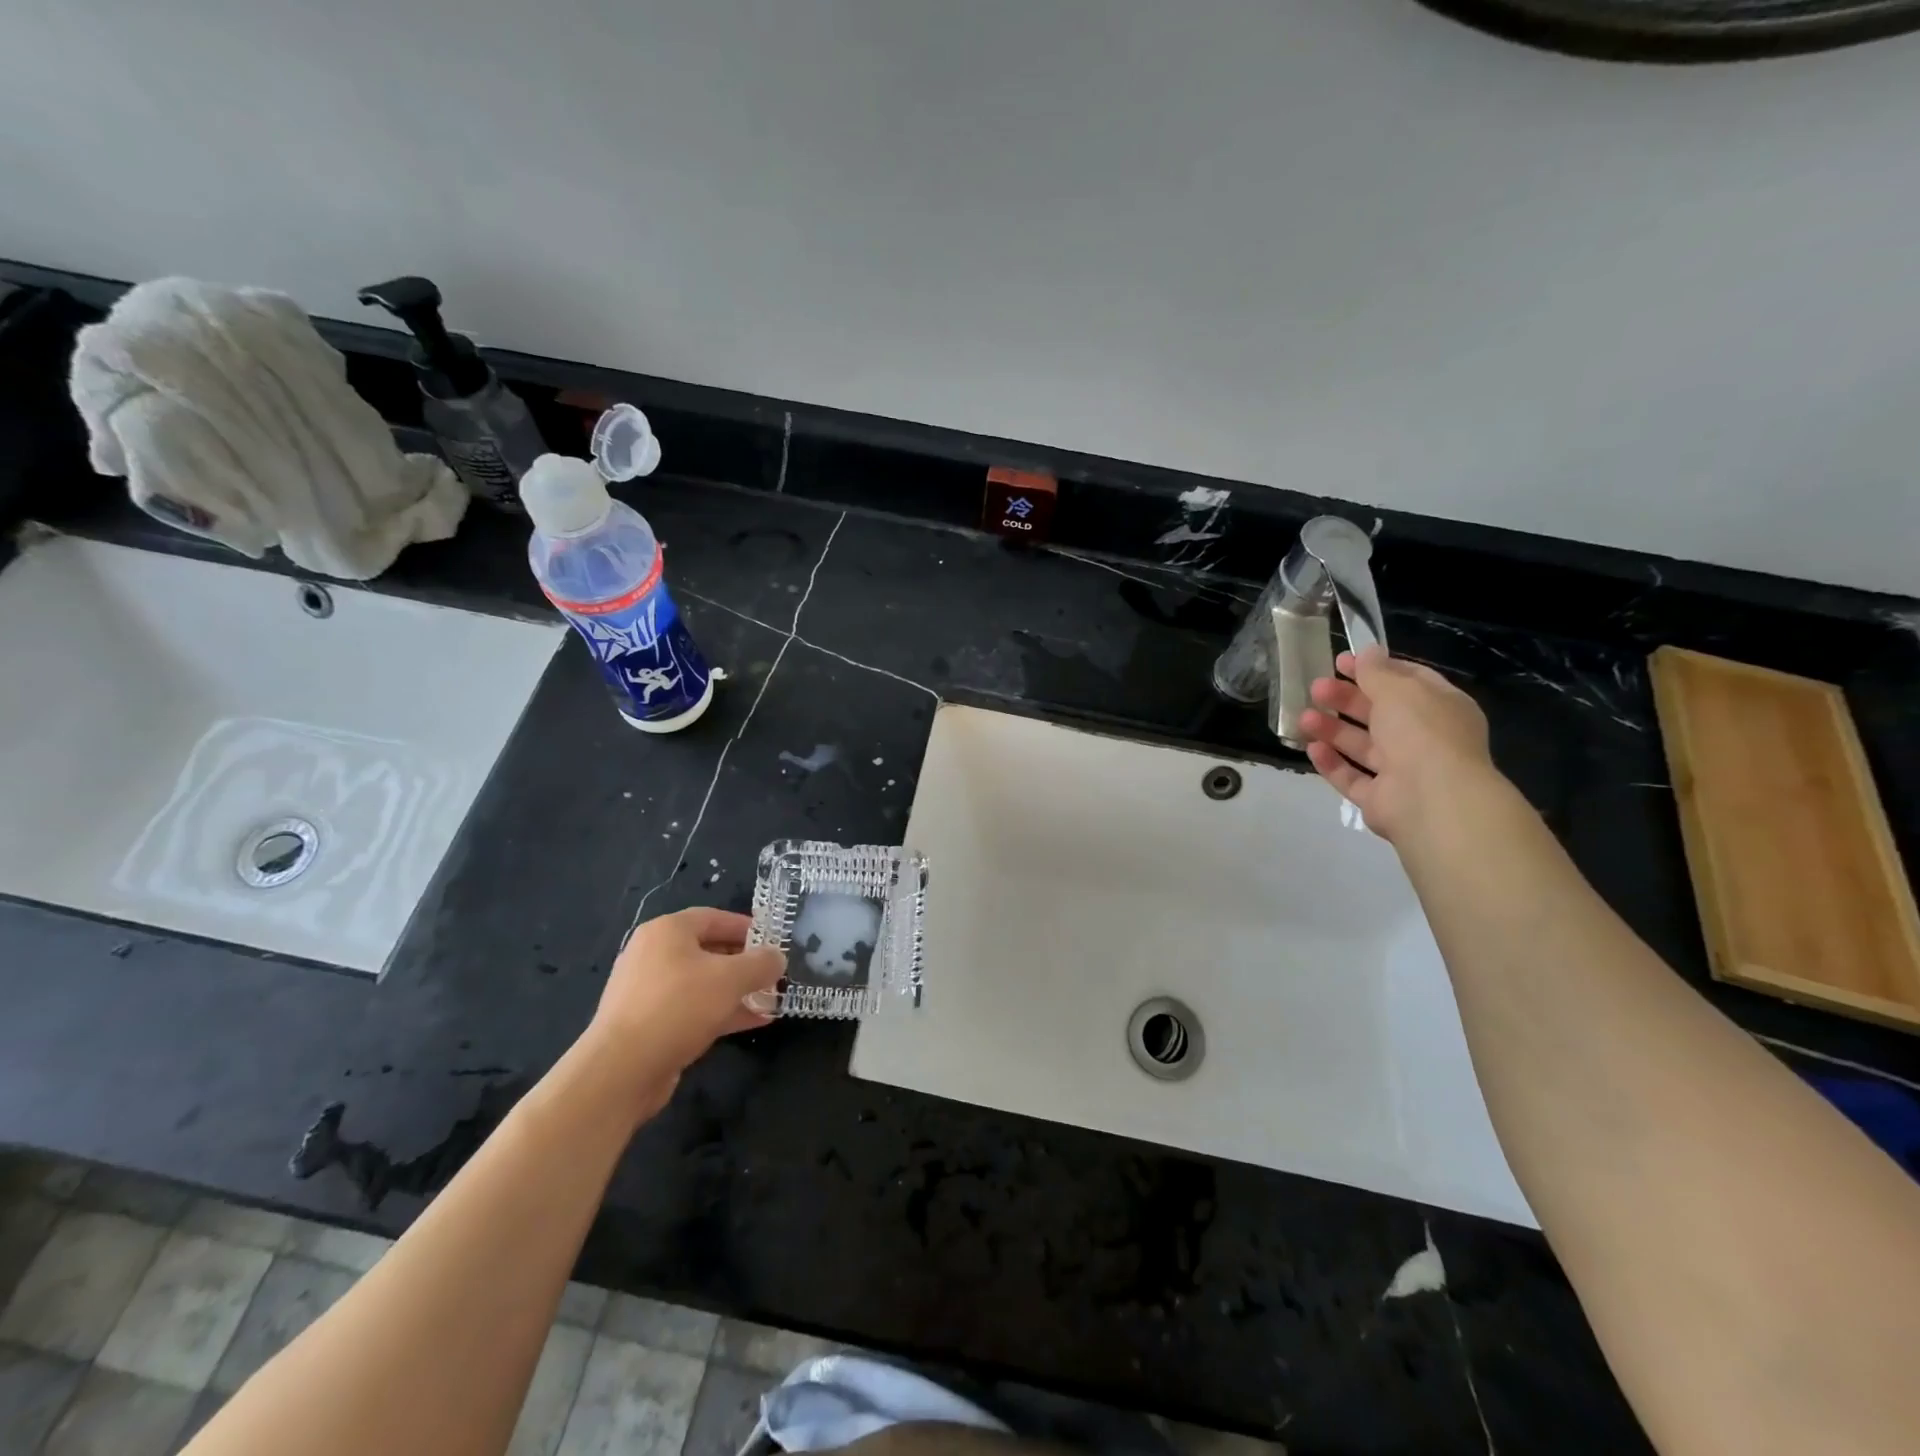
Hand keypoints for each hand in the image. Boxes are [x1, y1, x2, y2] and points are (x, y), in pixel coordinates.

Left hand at [584, 908, 783, 1103]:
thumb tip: (777, 958)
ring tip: (770, 1000)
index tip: (774, 941)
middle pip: (709, 950)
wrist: (621, 1070)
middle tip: (774, 974)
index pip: (714, 917)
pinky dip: (721, 1011)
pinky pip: (692, 1009)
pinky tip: (753, 1022)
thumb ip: (761, 963)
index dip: (747, 927)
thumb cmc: (678, 1007)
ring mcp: (648, 991)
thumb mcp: (731, 978)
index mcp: (667, 931)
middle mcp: (653, 954)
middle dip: (745, 963)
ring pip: (703, 983)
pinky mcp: (649, 1023)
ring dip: (737, 991)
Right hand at [1298, 646, 1501, 843]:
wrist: (1432, 799)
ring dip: (1332, 729)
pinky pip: (1352, 778)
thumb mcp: (1398, 689)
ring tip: (1303, 718)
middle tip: (1315, 688)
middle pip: (1380, 714)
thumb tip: (1368, 651)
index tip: (1341, 662)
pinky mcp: (1381, 799)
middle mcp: (1425, 739)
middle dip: (1346, 699)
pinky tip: (1312, 748)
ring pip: (1362, 746)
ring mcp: (1403, 772)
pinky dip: (1332, 763)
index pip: (1408, 682)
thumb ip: (1377, 671)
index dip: (1375, 669)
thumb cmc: (1422, 733)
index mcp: (1441, 708)